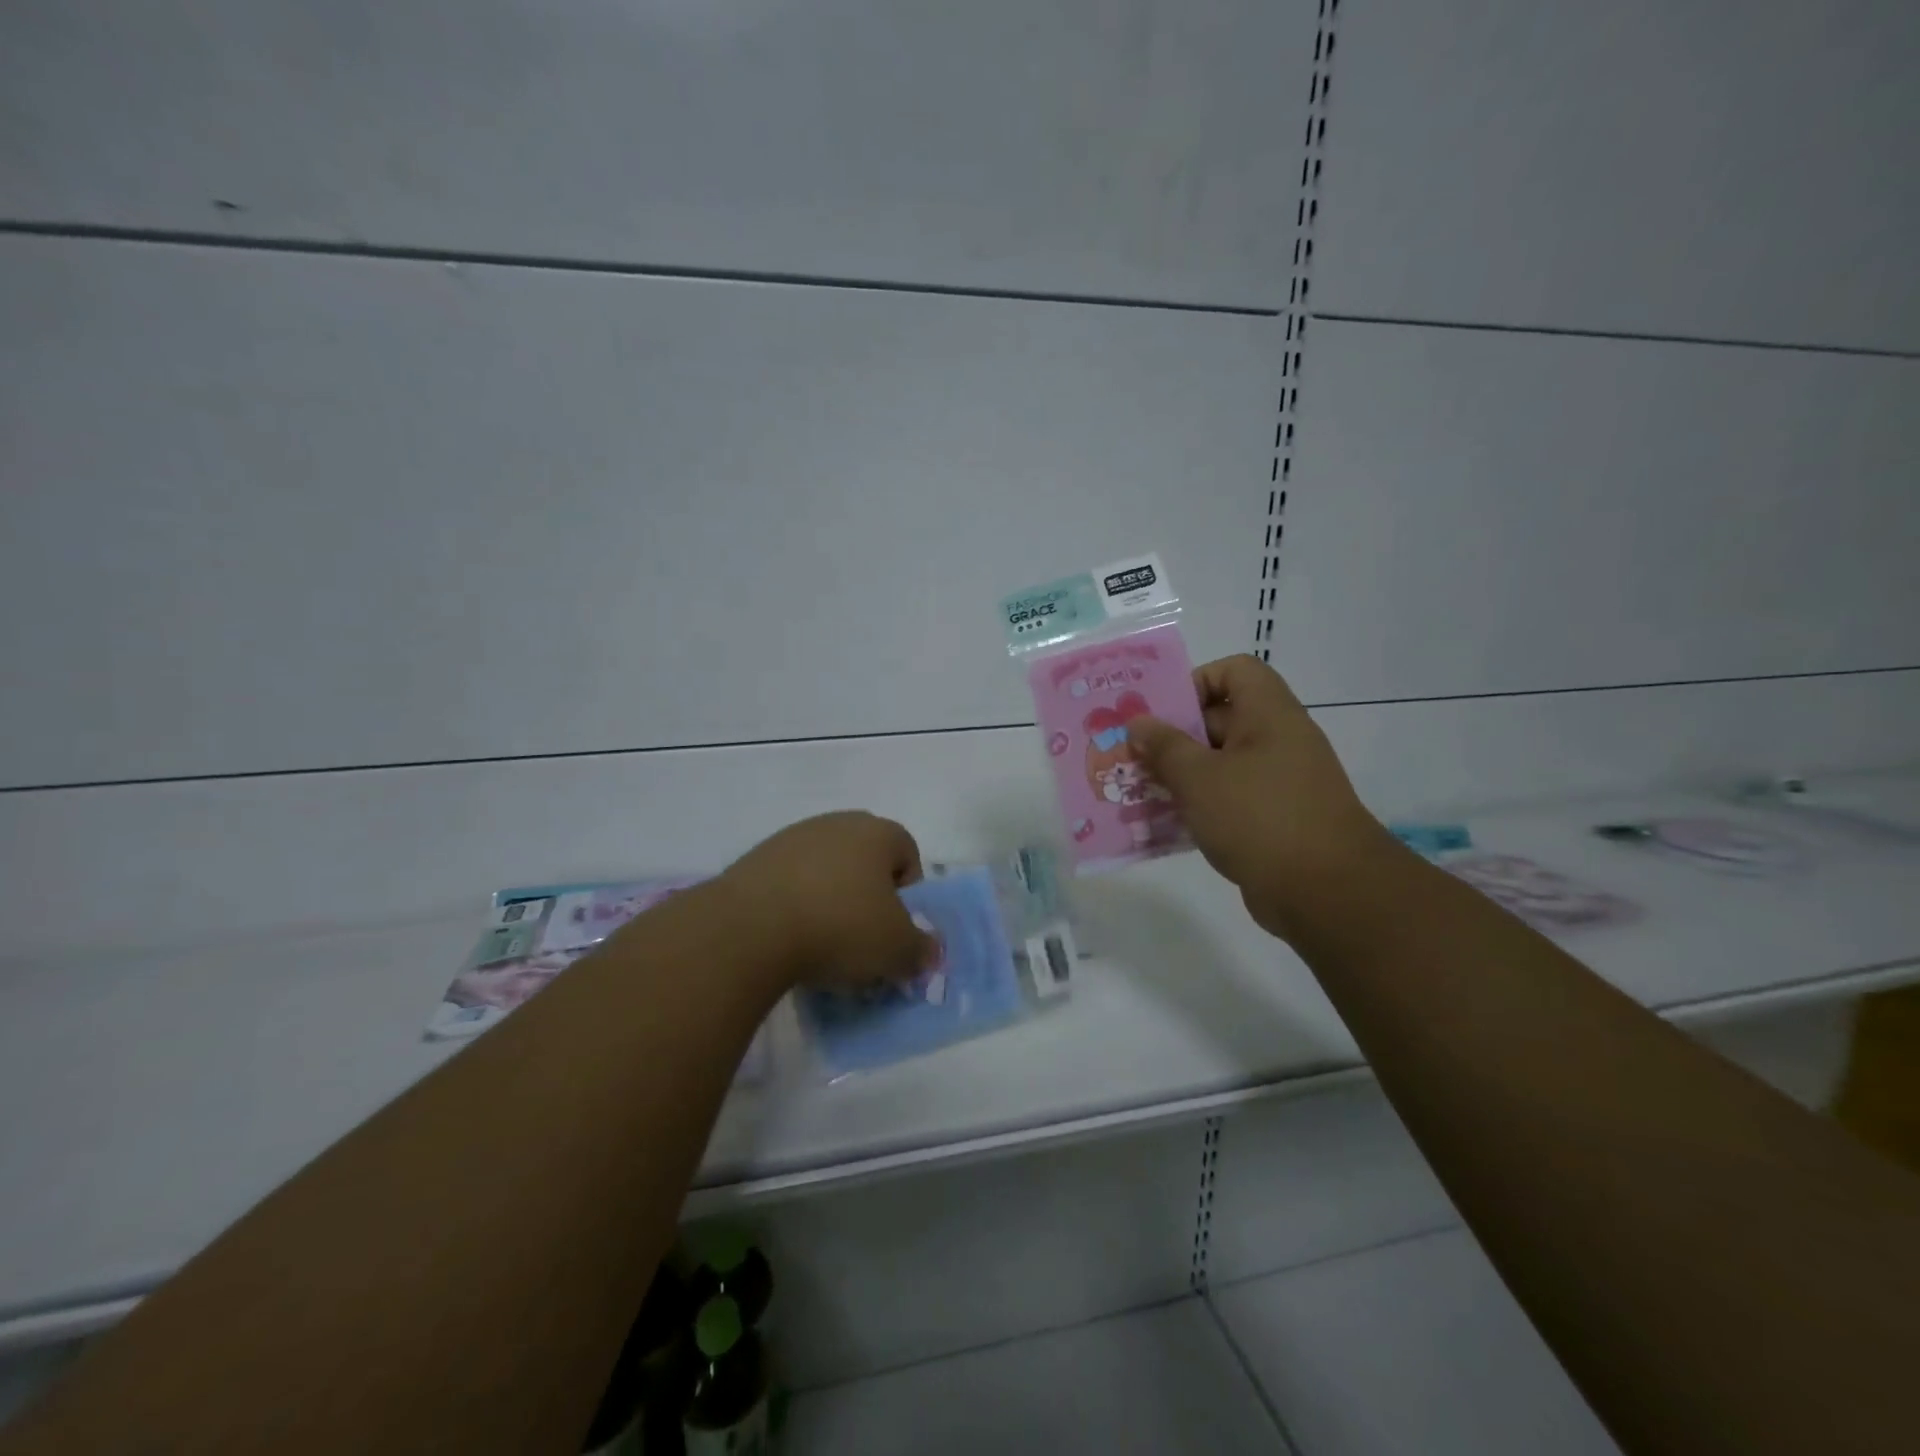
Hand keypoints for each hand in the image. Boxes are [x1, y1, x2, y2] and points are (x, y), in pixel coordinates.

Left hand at [718, 811, 938, 989]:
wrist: (750, 928)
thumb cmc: (840, 927)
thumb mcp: (896, 950)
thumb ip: (921, 950)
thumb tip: (929, 951)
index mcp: (877, 832)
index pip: (908, 853)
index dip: (908, 892)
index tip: (895, 926)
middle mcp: (837, 823)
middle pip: (865, 859)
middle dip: (868, 895)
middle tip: (861, 935)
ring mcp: (792, 837)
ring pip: (825, 869)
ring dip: (829, 899)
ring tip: (821, 941)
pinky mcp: (756, 858)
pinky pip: (789, 881)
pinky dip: (794, 904)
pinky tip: (787, 936)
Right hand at [1127, 655, 1397, 939]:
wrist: (1326, 892)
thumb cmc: (1259, 817)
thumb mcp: (1199, 777)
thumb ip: (1164, 747)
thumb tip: (1139, 723)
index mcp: (1268, 714)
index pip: (1234, 671)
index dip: (1196, 681)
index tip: (1162, 713)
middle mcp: (1277, 740)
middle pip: (1220, 719)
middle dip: (1173, 736)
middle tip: (1132, 756)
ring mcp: (1279, 782)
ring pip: (1220, 764)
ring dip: (1180, 776)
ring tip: (1139, 792)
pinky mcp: (1274, 819)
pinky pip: (1229, 799)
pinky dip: (1199, 806)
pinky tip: (1165, 825)